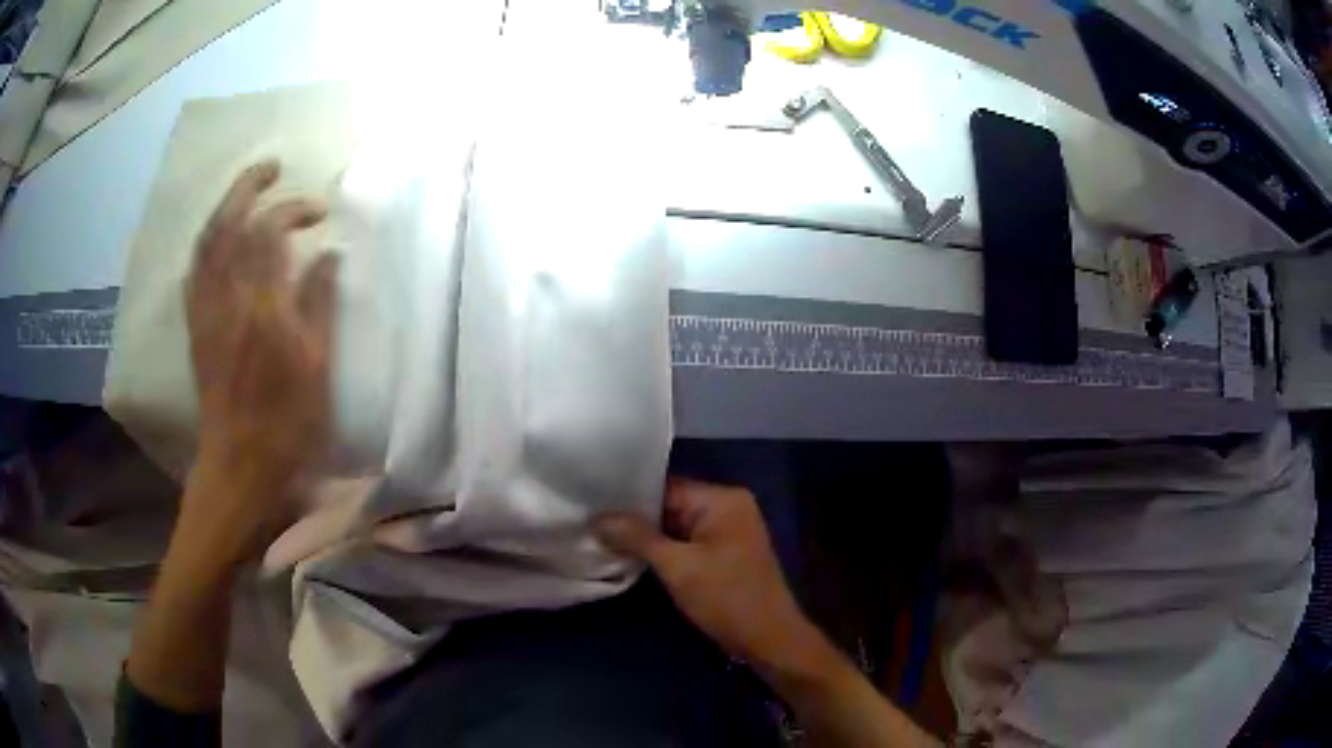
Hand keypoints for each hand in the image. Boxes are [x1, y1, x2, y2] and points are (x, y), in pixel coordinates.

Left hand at [181, 160, 338, 568]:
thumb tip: (327, 255)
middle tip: (272, 167)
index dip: (292, 210)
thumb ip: (319, 304)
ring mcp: (205, 313)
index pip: (268, 233)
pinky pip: (195, 271)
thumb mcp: (316, 368)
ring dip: (224, 208)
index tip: (319, 211)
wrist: (239, 466)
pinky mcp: (196, 328)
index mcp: (259, 308)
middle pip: (227, 225)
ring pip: (206, 243)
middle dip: (247, 187)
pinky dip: (208, 243)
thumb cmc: (285, 425)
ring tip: (246, 193)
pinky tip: (219, 239)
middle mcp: (225, 300)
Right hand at [594, 478, 817, 667]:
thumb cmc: (726, 598)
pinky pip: (686, 543)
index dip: (627, 498)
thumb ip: (637, 538)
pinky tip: (631, 556)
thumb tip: (596, 517)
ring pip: (675, 526)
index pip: (665, 487)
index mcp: (722, 499)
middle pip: (669, 505)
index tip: (590, 504)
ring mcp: (727, 531)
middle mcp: (727, 506)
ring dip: (646, 537)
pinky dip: (662, 551)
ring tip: (601, 538)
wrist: (769, 639)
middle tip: (590, 524)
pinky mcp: (724, 553)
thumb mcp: (678, 567)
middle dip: (634, 519)